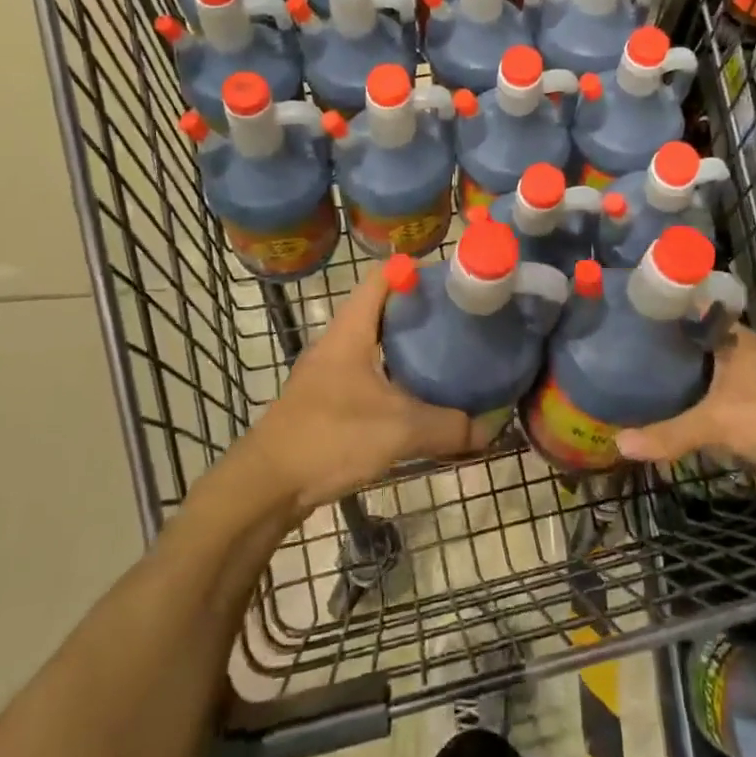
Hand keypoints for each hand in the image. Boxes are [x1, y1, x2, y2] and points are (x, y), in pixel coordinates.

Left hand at [245, 269, 489, 511]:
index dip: (414, 270)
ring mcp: (328, 373)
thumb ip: (448, 427)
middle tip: (460, 319)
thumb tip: (489, 430)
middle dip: (419, 311)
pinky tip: (417, 397)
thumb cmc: (330, 437)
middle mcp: (337, 343)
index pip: (381, 278)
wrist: (266, 486)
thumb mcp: (399, 430)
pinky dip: (393, 378)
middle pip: (381, 310)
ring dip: (406, 347)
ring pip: (374, 346)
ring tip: (447, 354)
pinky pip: (367, 376)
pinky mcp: (325, 402)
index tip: (450, 280)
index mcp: (350, 331)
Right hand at [614, 326, 755, 501]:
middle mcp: (740, 355)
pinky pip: (715, 410)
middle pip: (693, 350)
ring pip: (704, 381)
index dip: (659, 314)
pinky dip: (695, 415)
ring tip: (633, 387)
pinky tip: (667, 420)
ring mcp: (750, 386)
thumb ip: (670, 434)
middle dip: (662, 356)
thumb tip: (618, 445)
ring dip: (678, 388)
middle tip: (617, 357)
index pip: (688, 313)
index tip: (624, 317)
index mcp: (732, 338)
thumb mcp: (718, 423)